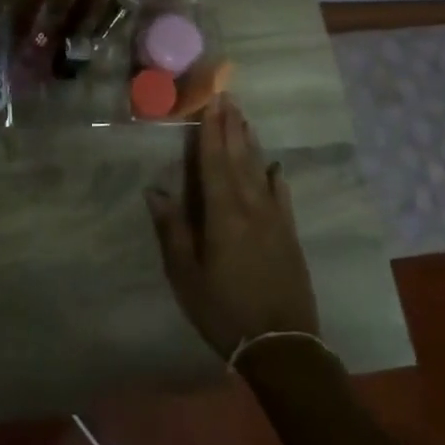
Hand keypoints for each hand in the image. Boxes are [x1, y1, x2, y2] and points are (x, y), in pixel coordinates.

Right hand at [145, 96, 319, 359]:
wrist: (283, 346)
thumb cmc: (224, 310)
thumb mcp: (186, 275)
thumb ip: (173, 230)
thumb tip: (154, 190)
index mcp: (223, 214)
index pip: (214, 162)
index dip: (211, 131)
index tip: (211, 102)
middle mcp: (251, 207)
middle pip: (239, 158)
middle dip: (231, 127)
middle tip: (228, 97)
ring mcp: (275, 220)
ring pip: (261, 171)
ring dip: (251, 144)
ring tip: (245, 120)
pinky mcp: (290, 236)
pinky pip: (283, 196)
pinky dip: (276, 177)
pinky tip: (276, 166)